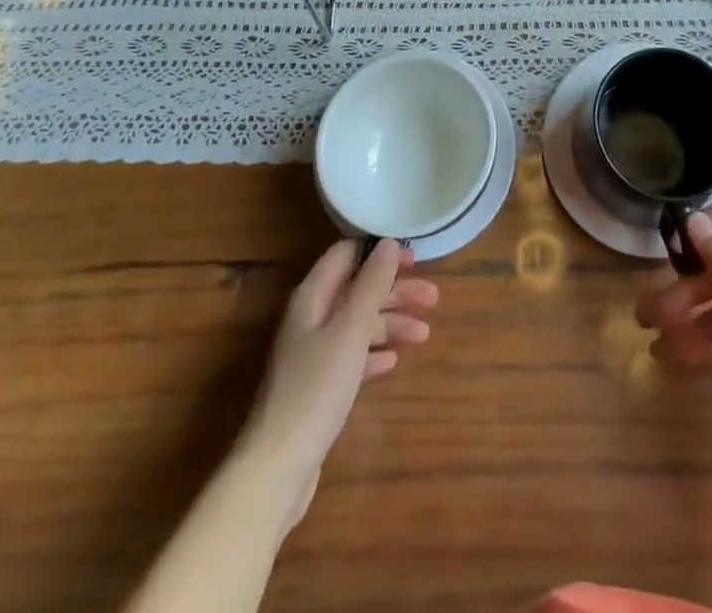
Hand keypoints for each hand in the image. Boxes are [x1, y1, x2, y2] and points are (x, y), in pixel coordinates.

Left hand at [239, 239, 437, 520]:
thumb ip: (371, 285)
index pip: (346, 255)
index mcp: (312, 297)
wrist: (278, 467)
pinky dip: (374, 353)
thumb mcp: (350, 330)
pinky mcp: (318, 387)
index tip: (414, 259)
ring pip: (357, 324)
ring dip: (390, 323)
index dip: (379, 252)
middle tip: (432, 298)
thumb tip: (389, 243)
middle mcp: (310, 318)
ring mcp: (313, 354)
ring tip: (423, 334)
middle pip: (356, 290)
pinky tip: (393, 361)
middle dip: (394, 291)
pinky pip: (352, 356)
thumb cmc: (316, 388)